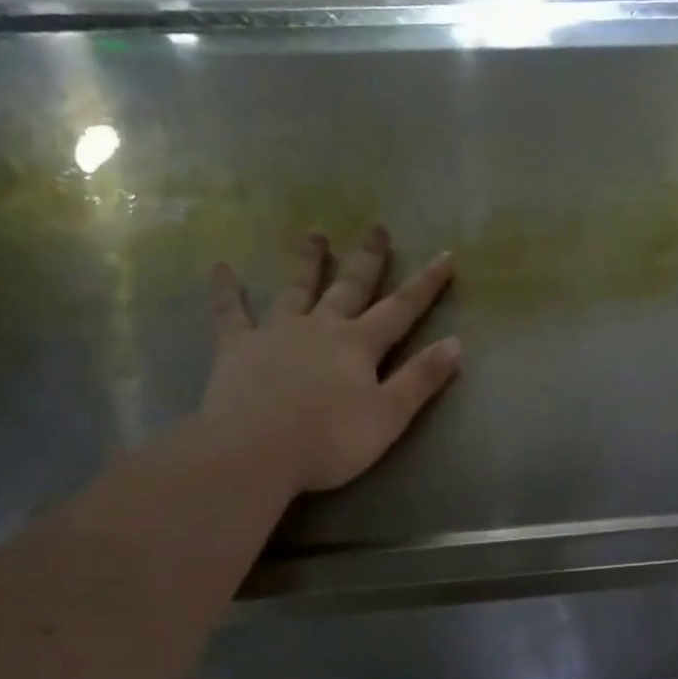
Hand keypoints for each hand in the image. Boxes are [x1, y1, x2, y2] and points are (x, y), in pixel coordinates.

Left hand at [198, 226, 459, 495]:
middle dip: (367, 259)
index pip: (400, 309)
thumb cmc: (329, 440)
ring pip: (296, 288)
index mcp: (359, 345)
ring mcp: (276, 333)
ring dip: (307, 260)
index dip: (425, 284)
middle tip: (376, 227)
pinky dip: (226, 290)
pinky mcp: (237, 348)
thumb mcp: (389, 416)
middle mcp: (320, 327)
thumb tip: (456, 343)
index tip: (444, 255)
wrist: (254, 451)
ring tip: (314, 232)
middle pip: (349, 286)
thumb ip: (421, 379)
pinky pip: (230, 312)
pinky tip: (221, 267)